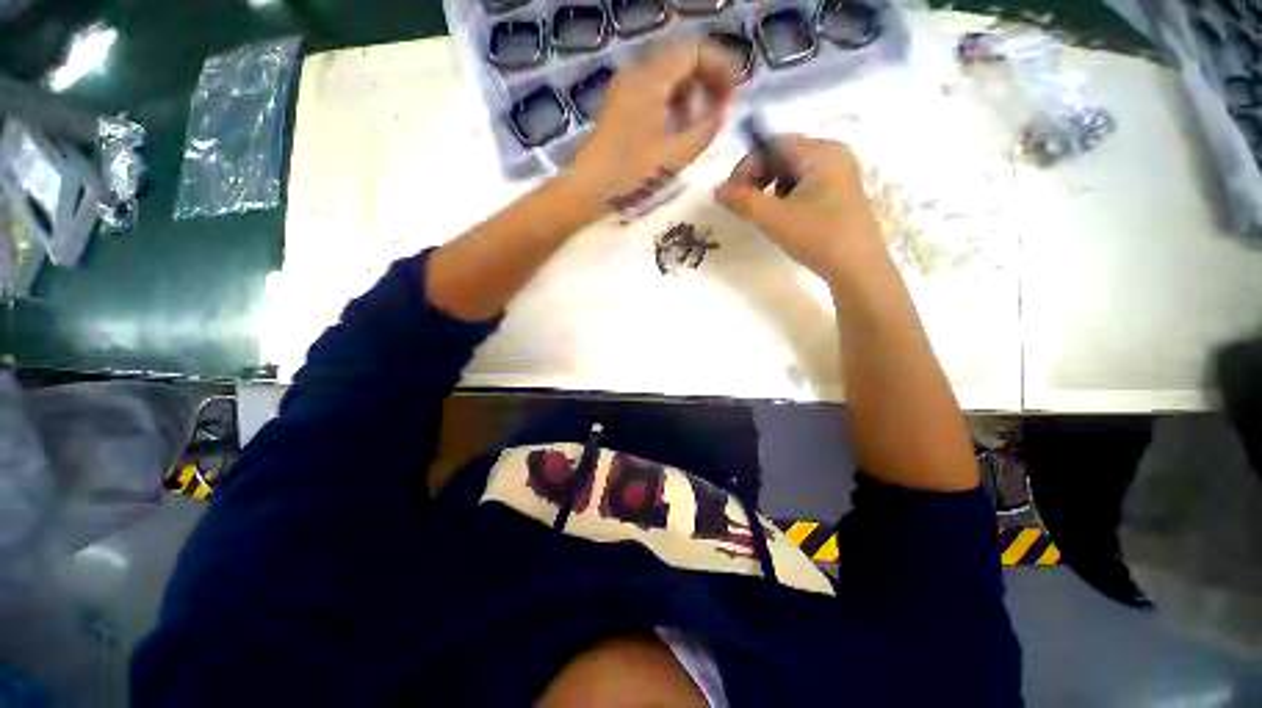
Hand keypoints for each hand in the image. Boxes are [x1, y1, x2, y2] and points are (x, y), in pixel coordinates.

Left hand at [571, 41, 737, 208]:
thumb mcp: (674, 155)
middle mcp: (638, 73)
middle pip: (682, 59)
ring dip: (691, 91)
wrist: (589, 187)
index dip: (721, 67)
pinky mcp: (621, 104)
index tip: (735, 92)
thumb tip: (724, 111)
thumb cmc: (631, 173)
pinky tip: (680, 126)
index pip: (695, 51)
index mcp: (652, 78)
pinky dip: (673, 101)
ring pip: (668, 75)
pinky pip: (654, 90)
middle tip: (723, 107)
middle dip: (708, 79)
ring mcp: (626, 87)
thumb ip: (705, 130)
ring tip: (704, 120)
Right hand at [715, 136, 886, 282]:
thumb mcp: (775, 219)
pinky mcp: (840, 190)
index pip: (773, 144)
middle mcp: (833, 153)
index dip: (746, 167)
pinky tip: (785, 216)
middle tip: (743, 203)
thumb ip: (743, 202)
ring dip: (770, 187)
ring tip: (765, 212)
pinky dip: (786, 195)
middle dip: (757, 177)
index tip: (731, 194)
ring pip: (792, 170)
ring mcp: (840, 172)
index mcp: (821, 152)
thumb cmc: (818, 237)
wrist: (857, 268)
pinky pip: (804, 182)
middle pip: (782, 154)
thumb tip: (716, 191)